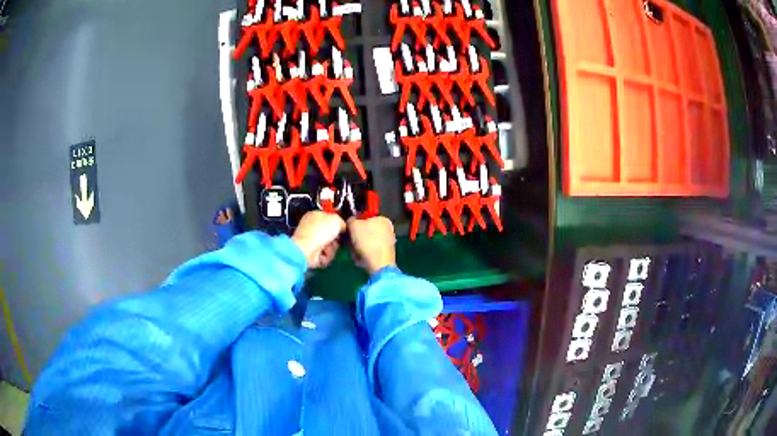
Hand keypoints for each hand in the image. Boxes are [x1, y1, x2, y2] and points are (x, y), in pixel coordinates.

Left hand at [292, 211, 345, 268]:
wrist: (307, 249)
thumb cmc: (320, 231)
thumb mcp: (336, 220)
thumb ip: (342, 222)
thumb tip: (342, 228)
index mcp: (315, 216)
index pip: (329, 219)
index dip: (337, 224)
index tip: (342, 229)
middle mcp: (313, 228)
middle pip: (332, 235)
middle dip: (335, 240)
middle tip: (335, 240)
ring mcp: (312, 242)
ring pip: (331, 246)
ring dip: (332, 249)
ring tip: (326, 248)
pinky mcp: (313, 254)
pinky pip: (326, 255)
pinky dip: (326, 256)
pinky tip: (322, 254)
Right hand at [347, 216, 395, 274]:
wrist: (379, 265)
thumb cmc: (367, 241)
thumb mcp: (353, 225)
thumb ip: (350, 220)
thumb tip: (350, 222)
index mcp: (383, 219)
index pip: (364, 218)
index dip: (354, 224)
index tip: (348, 231)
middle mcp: (388, 229)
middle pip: (365, 231)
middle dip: (356, 238)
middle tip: (350, 243)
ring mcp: (388, 242)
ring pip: (366, 242)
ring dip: (358, 247)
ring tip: (355, 252)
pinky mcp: (385, 254)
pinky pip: (371, 251)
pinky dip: (364, 254)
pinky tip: (361, 259)